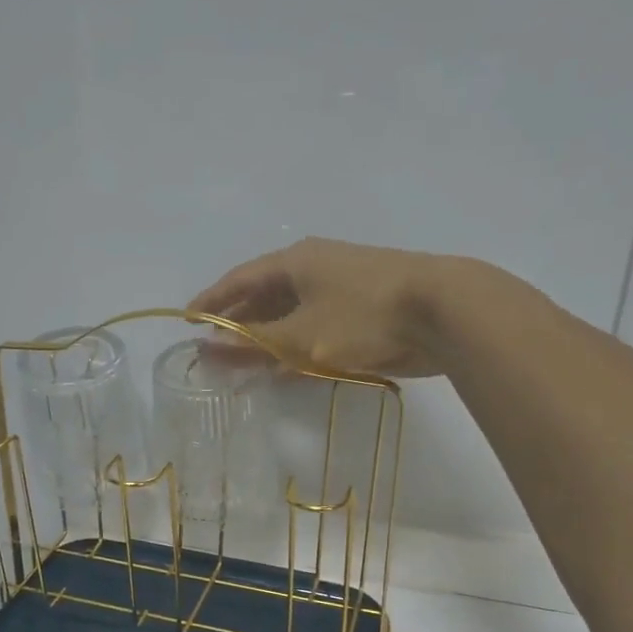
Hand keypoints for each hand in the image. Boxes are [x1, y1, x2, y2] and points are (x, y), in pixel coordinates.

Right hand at [190, 236, 465, 376]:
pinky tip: (285, 369)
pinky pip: (314, 327)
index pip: (239, 280)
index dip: (211, 302)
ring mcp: (341, 288)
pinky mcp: (363, 311)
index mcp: (294, 262)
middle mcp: (314, 268)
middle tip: (213, 351)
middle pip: (263, 296)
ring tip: (242, 365)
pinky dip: (295, 346)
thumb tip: (207, 349)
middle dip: (237, 324)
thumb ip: (253, 345)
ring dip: (266, 339)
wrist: (444, 312)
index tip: (187, 323)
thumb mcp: (300, 336)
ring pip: (290, 314)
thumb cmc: (363, 317)